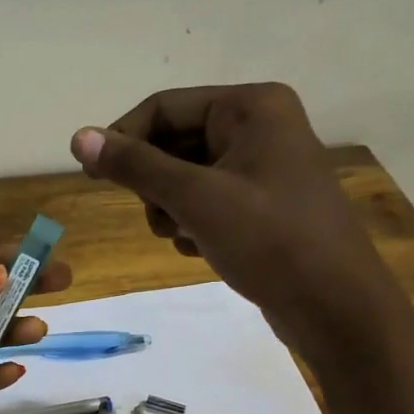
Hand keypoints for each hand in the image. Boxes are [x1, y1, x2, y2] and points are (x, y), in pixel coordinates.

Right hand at [71, 83, 407, 370]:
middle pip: (172, 142)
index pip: (163, 108)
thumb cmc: (269, 241)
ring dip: (170, 209)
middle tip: (158, 218)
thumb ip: (135, 167)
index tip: (91, 177)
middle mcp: (259, 126)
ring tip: (184, 237)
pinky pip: (206, 202)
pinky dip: (192, 224)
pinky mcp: (261, 204)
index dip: (122, 140)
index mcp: (251, 107)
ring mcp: (262, 167)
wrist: (334, 306)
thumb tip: (79, 136)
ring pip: (185, 177)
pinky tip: (201, 249)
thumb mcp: (195, 199)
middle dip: (154, 184)